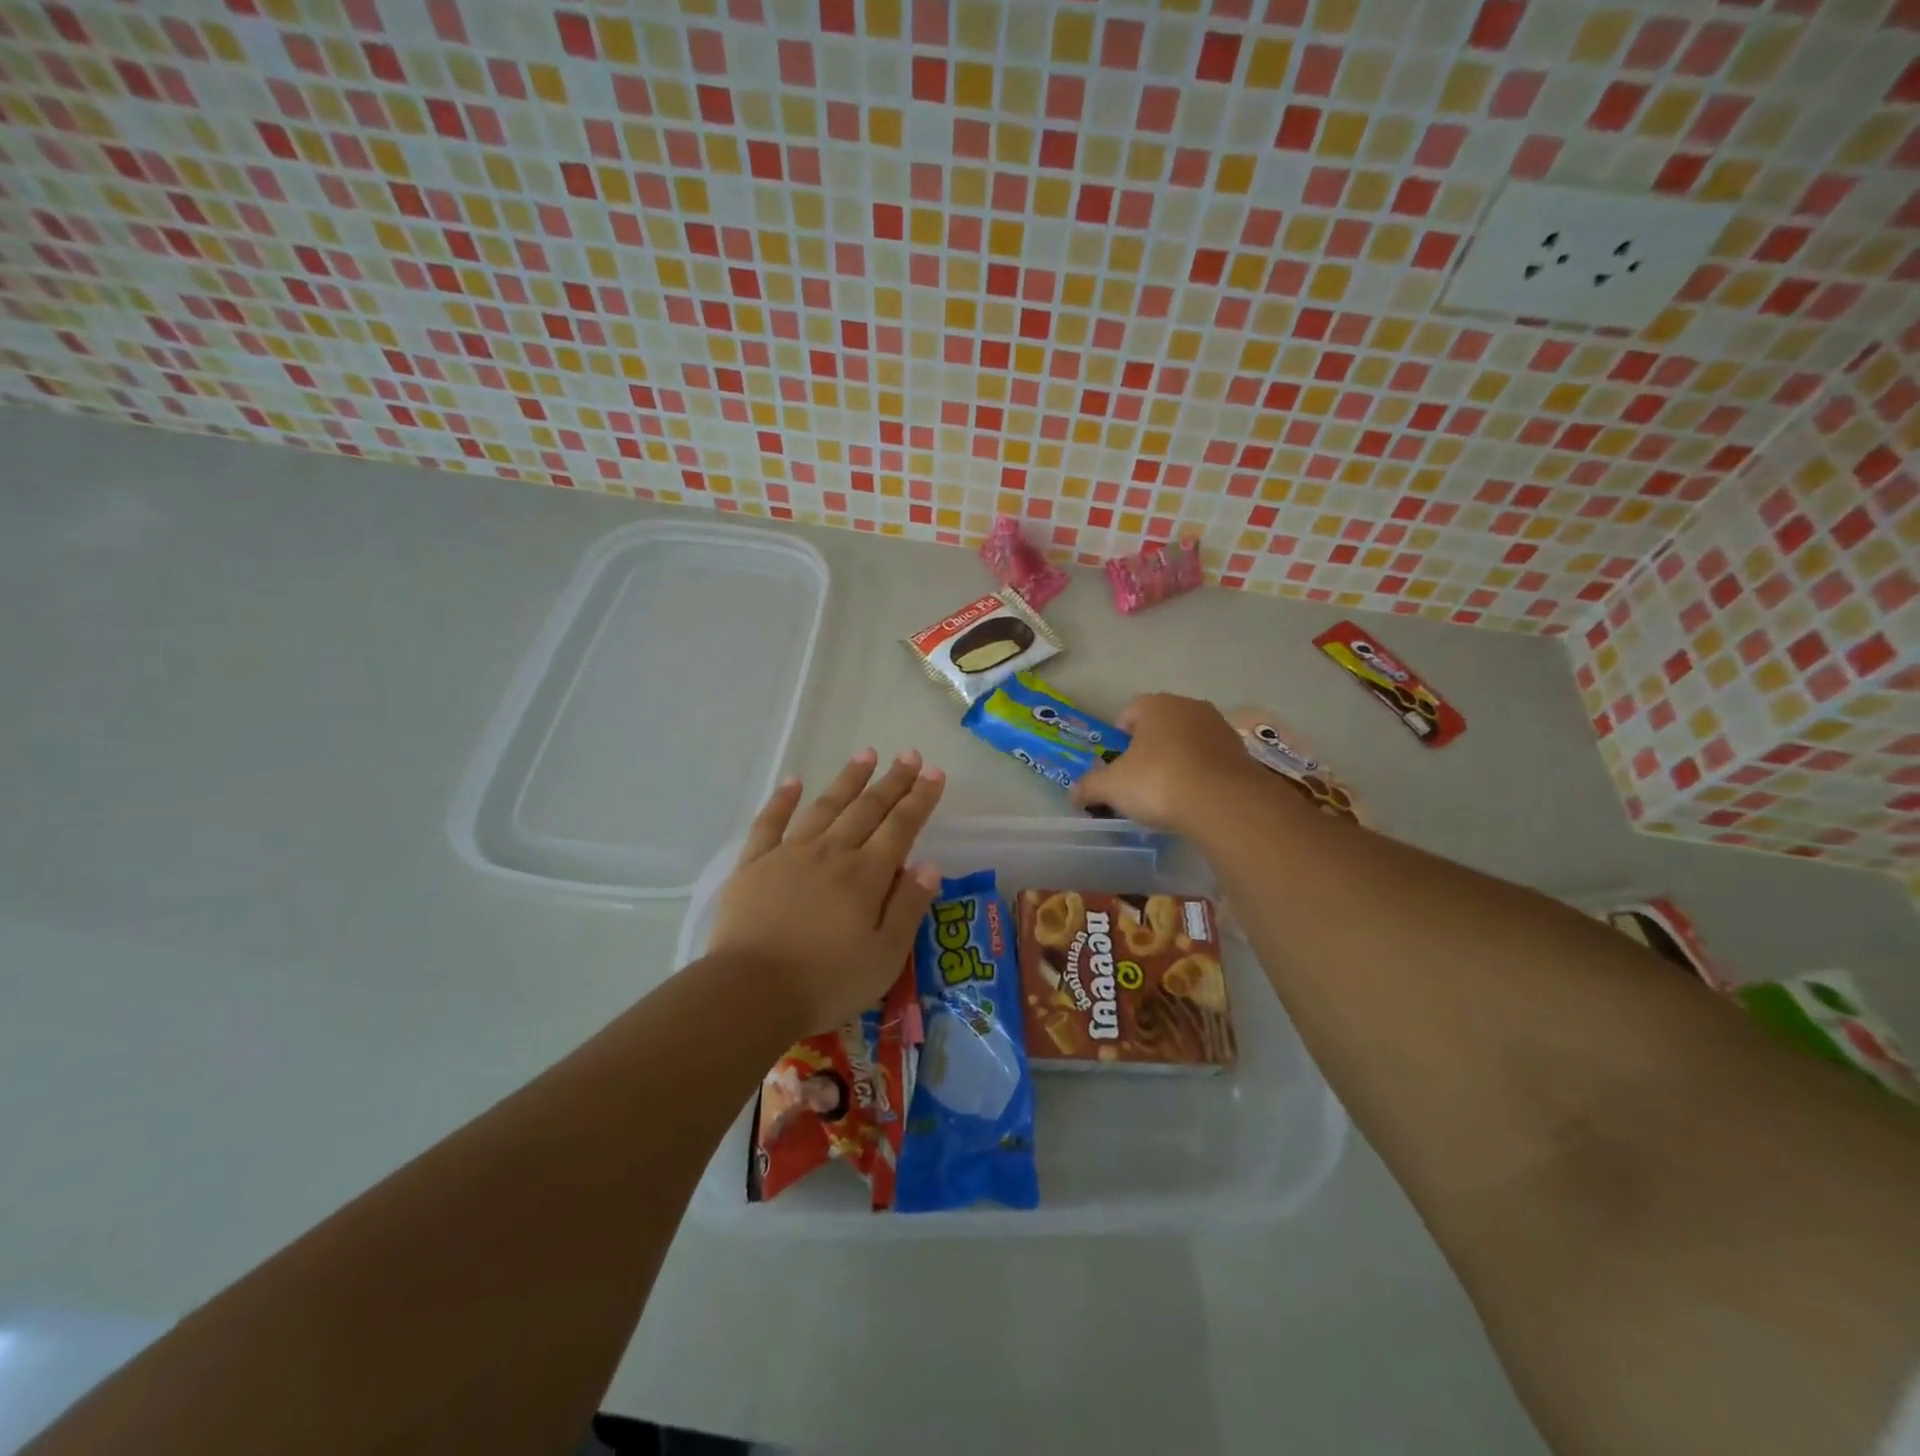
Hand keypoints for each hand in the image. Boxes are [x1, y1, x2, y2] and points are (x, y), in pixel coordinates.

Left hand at [709, 749, 945, 1038]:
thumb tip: (929, 865)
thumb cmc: (826, 983)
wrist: (750, 993)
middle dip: (892, 781)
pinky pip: (770, 823)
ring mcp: (790, 854)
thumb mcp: (885, 957)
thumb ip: (908, 907)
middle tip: (909, 755)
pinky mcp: (754, 865)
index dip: (920, 798)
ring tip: (865, 754)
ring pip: (825, 806)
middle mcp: (832, 853)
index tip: (934, 773)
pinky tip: (793, 781)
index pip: (901, 827)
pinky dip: (782, 800)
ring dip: (848, 779)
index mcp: (866, 875)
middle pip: (867, 809)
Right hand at [1070, 694, 1263, 833]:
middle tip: (1138, 779)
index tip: (1115, 764)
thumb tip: (1073, 794)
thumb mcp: (1112, 787)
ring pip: (1187, 741)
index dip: (1118, 738)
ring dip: (1177, 759)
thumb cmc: (1158, 782)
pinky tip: (1194, 798)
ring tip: (1168, 792)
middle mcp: (1189, 706)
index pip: (1128, 713)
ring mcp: (1219, 727)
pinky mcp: (1241, 752)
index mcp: (1155, 705)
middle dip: (1148, 748)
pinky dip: (1201, 773)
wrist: (1223, 803)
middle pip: (1160, 725)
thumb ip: (1089, 787)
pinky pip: (1211, 759)